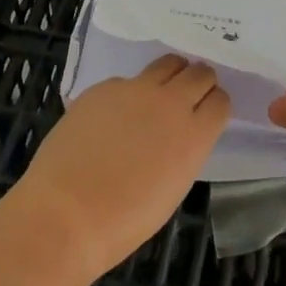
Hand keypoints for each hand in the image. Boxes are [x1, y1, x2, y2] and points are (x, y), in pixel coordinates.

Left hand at [18, 56, 229, 279]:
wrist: (65, 215)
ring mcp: (135, 90)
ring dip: (171, 75)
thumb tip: (180, 135)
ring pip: (168, 63)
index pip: (221, 101)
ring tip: (158, 94)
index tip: (206, 114)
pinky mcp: (104, 87)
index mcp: (194, 135)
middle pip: (200, 73)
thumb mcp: (172, 188)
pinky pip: (127, 81)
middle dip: (199, 83)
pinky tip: (111, 119)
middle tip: (187, 98)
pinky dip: (128, 93)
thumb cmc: (123, 221)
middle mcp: (171, 103)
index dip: (215, 106)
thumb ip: (184, 151)